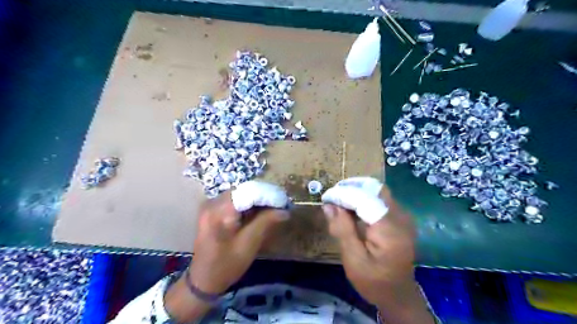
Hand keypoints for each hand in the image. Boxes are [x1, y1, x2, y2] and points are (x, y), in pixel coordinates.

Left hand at [188, 180, 288, 294]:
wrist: (202, 280)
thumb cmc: (226, 265)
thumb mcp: (249, 244)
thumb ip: (266, 222)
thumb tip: (285, 210)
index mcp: (220, 211)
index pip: (249, 192)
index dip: (268, 194)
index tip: (284, 202)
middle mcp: (213, 202)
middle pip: (244, 190)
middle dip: (263, 196)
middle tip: (279, 206)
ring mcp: (210, 205)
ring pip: (239, 193)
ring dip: (256, 199)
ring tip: (272, 208)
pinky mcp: (211, 209)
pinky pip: (233, 200)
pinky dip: (247, 204)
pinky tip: (257, 212)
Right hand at [323, 179, 429, 322]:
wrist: (399, 295)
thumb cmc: (374, 281)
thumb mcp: (353, 259)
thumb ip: (342, 229)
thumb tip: (329, 205)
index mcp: (390, 229)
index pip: (364, 198)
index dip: (343, 194)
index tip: (326, 198)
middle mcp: (400, 217)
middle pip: (375, 189)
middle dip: (351, 188)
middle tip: (332, 198)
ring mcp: (403, 216)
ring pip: (377, 191)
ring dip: (356, 192)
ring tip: (339, 202)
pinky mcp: (400, 218)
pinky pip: (380, 199)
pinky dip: (364, 199)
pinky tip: (351, 209)